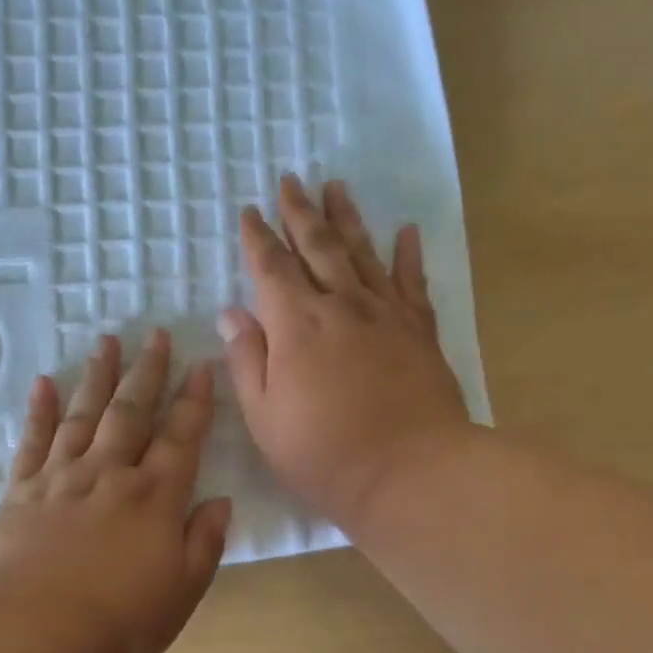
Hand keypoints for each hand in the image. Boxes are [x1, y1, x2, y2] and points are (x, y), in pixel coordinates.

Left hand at [0, 328, 232, 652]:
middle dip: (148, 372)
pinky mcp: (20, 493)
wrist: (33, 635)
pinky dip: (39, 410)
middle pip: (132, 412)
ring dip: (98, 377)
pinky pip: (32, 441)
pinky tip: (44, 383)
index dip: (194, 400)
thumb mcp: (182, 592)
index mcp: (155, 498)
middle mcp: (110, 475)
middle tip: (155, 333)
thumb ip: (203, 542)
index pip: (181, 437)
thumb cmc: (119, 624)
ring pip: (84, 415)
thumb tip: (219, 501)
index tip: (201, 365)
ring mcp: (61, 479)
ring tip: (107, 341)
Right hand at [217, 174, 471, 530]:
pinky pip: (412, 281)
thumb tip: (232, 313)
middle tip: (289, 180)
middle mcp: (341, 305)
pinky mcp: (420, 330)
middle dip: (299, 212)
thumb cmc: (324, 455)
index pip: (271, 268)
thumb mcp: (265, 418)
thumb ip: (246, 361)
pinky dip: (407, 254)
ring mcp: (385, 313)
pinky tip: (405, 231)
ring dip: (346, 218)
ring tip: (335, 187)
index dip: (257, 238)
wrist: (408, 472)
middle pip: (317, 245)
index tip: (250, 211)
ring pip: (362, 252)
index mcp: (296, 325)